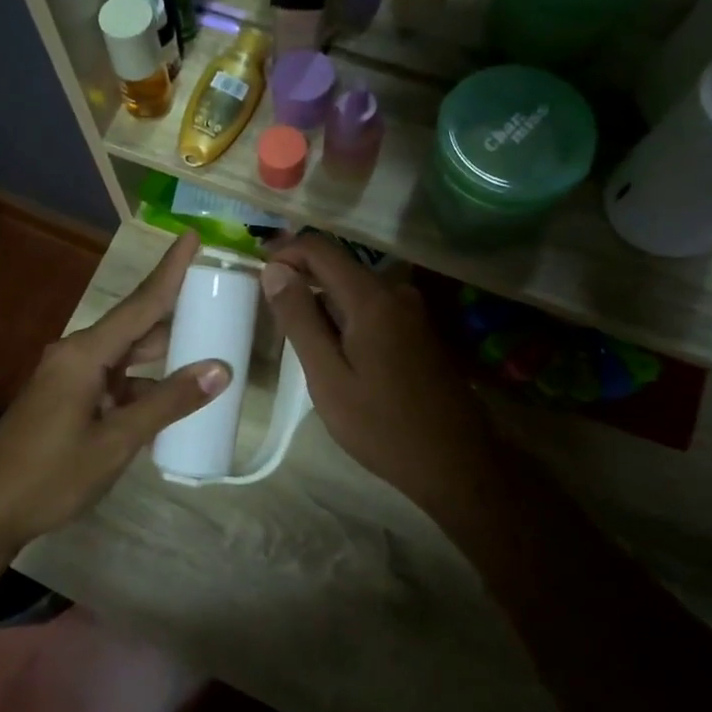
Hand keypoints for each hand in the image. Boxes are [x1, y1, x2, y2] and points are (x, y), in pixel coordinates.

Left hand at [0, 233, 229, 550]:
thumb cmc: (50, 474)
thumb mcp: (116, 441)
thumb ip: (168, 403)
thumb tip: (220, 369)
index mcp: (86, 354)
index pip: (140, 303)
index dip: (170, 270)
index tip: (192, 235)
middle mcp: (77, 355)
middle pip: (135, 326)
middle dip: (175, 313)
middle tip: (218, 298)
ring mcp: (69, 378)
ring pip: (125, 356)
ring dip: (162, 354)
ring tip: (207, 345)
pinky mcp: (66, 400)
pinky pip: (114, 380)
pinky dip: (143, 384)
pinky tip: (171, 397)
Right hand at [261, 236, 499, 512]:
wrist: (455, 463)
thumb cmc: (382, 424)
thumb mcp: (327, 376)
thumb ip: (299, 319)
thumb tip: (274, 269)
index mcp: (371, 298)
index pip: (319, 248)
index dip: (284, 251)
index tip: (256, 271)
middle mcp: (396, 292)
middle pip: (337, 265)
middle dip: (300, 277)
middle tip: (269, 311)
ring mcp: (412, 311)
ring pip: (354, 288)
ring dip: (321, 301)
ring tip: (297, 339)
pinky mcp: (419, 331)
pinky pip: (372, 307)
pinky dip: (344, 316)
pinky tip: (333, 351)